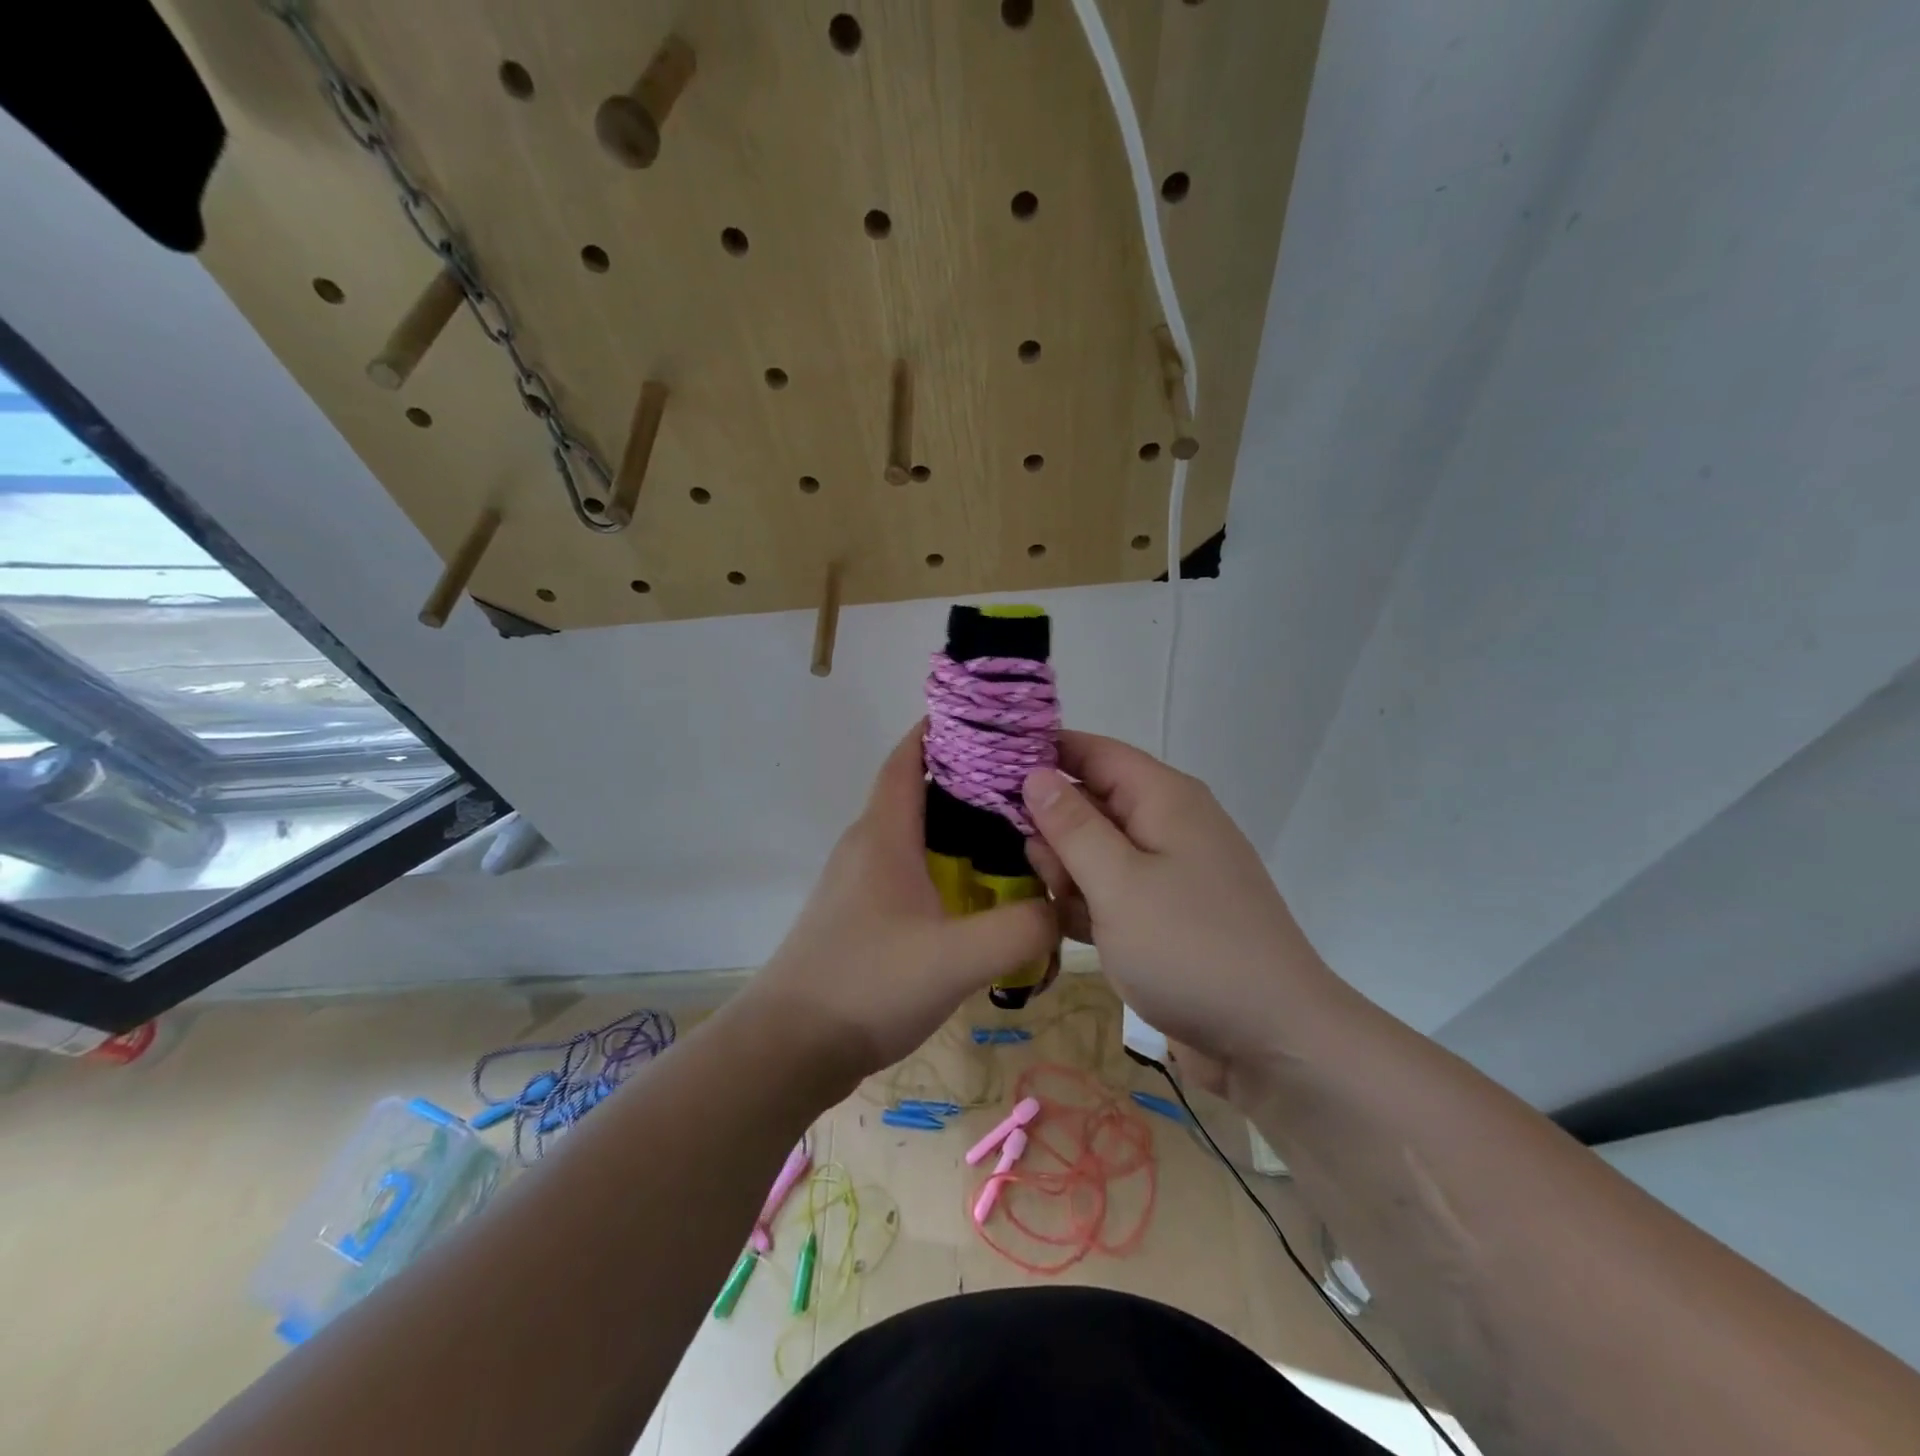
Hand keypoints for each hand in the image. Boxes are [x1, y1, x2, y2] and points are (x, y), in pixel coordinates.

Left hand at [752, 723, 1058, 1079]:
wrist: (789, 1048)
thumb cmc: (868, 985)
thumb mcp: (957, 958)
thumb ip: (1022, 929)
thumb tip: (1062, 906)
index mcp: (884, 833)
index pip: (910, 756)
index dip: (944, 729)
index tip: (992, 723)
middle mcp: (867, 845)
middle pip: (918, 791)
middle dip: (967, 780)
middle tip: (1025, 786)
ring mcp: (859, 881)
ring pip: (914, 834)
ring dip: (957, 827)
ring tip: (1012, 836)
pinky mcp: (859, 914)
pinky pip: (907, 870)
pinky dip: (942, 865)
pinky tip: (975, 895)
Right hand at [1020, 733, 1341, 1072]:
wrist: (1273, 1041)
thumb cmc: (1190, 949)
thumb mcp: (1119, 883)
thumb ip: (1072, 826)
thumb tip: (1036, 774)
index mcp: (1164, 798)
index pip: (1093, 752)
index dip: (1043, 753)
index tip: (988, 771)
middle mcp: (1167, 825)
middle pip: (1091, 801)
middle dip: (1051, 826)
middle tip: (1024, 861)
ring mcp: (1168, 873)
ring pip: (1096, 851)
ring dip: (1065, 870)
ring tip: (1050, 900)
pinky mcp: (1164, 915)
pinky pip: (1112, 891)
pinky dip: (1086, 903)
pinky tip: (1062, 926)